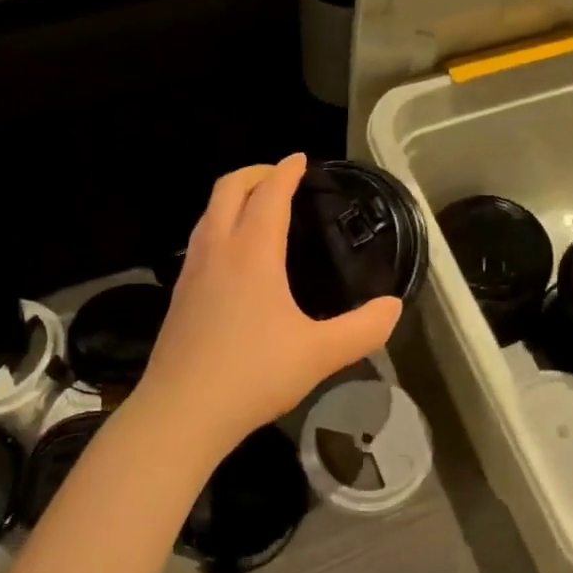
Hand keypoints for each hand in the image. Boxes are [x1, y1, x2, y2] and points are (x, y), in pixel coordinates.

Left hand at [133, 154, 402, 463]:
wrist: (180, 413)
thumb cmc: (253, 375)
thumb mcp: (320, 354)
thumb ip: (363, 329)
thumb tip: (393, 307)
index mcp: (252, 253)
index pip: (269, 194)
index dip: (286, 171)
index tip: (300, 160)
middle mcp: (217, 251)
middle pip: (228, 189)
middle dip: (254, 173)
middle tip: (280, 176)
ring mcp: (191, 272)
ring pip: (208, 214)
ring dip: (233, 198)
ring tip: (256, 208)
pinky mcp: (178, 296)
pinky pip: (200, 240)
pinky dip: (219, 226)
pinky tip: (233, 257)